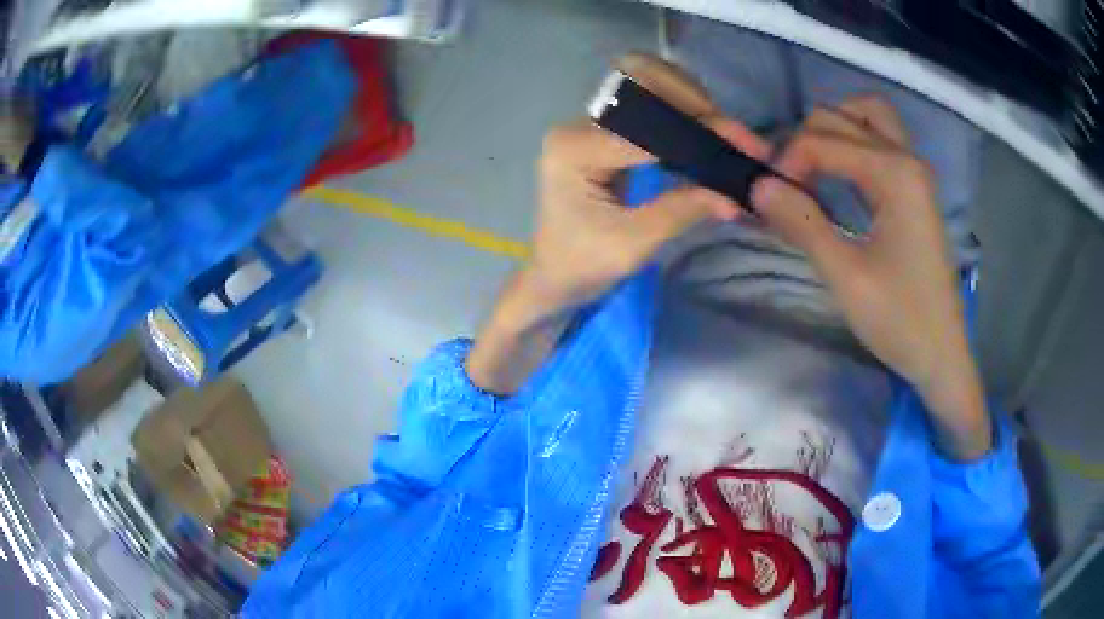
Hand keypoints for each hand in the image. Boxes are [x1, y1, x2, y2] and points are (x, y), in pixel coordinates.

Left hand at [466, 54, 763, 394]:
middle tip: (733, 136)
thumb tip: (735, 193)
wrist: (555, 277)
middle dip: (693, 102)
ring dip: (690, 103)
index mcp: (575, 148)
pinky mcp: (605, 133)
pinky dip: (681, 115)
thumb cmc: (583, 265)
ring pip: (647, 87)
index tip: (744, 144)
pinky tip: (705, 136)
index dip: (700, 131)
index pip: (648, 125)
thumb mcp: (635, 244)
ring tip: (723, 135)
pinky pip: (649, 109)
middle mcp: (579, 125)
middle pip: (642, 82)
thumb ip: (683, 209)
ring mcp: (590, 125)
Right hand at [751, 97, 990, 459]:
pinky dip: (853, 143)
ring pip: (867, 116)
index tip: (768, 200)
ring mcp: (915, 171)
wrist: (941, 355)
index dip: (787, 162)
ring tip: (811, 168)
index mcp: (895, 173)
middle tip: (788, 186)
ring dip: (834, 130)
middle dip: (806, 141)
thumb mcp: (846, 277)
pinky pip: (881, 140)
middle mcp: (907, 157)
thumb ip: (802, 224)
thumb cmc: (899, 320)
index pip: (823, 139)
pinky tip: (838, 176)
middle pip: (842, 116)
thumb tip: (756, 185)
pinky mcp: (916, 188)